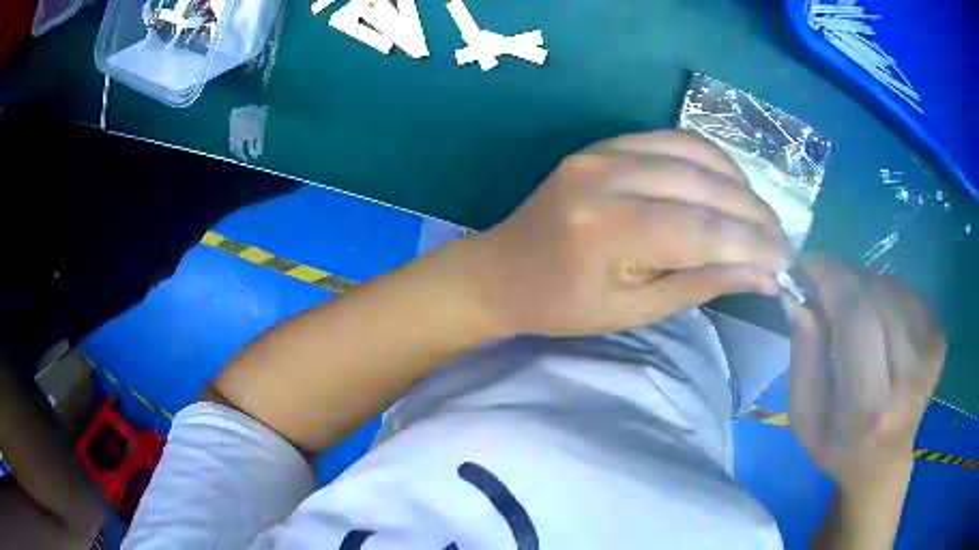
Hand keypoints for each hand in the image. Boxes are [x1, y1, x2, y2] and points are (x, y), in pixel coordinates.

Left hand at [470, 130, 791, 336]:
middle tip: (782, 240)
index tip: (786, 264)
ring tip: (761, 216)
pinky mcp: (602, 145)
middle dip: (754, 215)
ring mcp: (601, 152)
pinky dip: (709, 159)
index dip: (754, 247)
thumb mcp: (634, 310)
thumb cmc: (563, 306)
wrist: (503, 271)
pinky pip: (669, 139)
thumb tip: (763, 275)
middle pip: (704, 186)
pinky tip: (729, 182)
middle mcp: (606, 178)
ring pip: (693, 154)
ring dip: (738, 183)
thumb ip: (701, 283)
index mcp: (608, 231)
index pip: (703, 231)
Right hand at [784, 257, 945, 493]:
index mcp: (869, 406)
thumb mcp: (804, 416)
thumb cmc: (837, 447)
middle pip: (876, 295)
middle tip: (824, 286)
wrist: (883, 465)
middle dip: (844, 279)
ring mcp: (930, 356)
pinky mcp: (939, 341)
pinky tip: (878, 319)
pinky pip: (908, 294)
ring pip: (892, 288)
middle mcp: (907, 377)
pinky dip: (886, 294)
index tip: (806, 263)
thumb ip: (804, 354)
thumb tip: (798, 294)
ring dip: (865, 287)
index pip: (856, 317)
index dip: (830, 278)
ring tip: (852, 311)